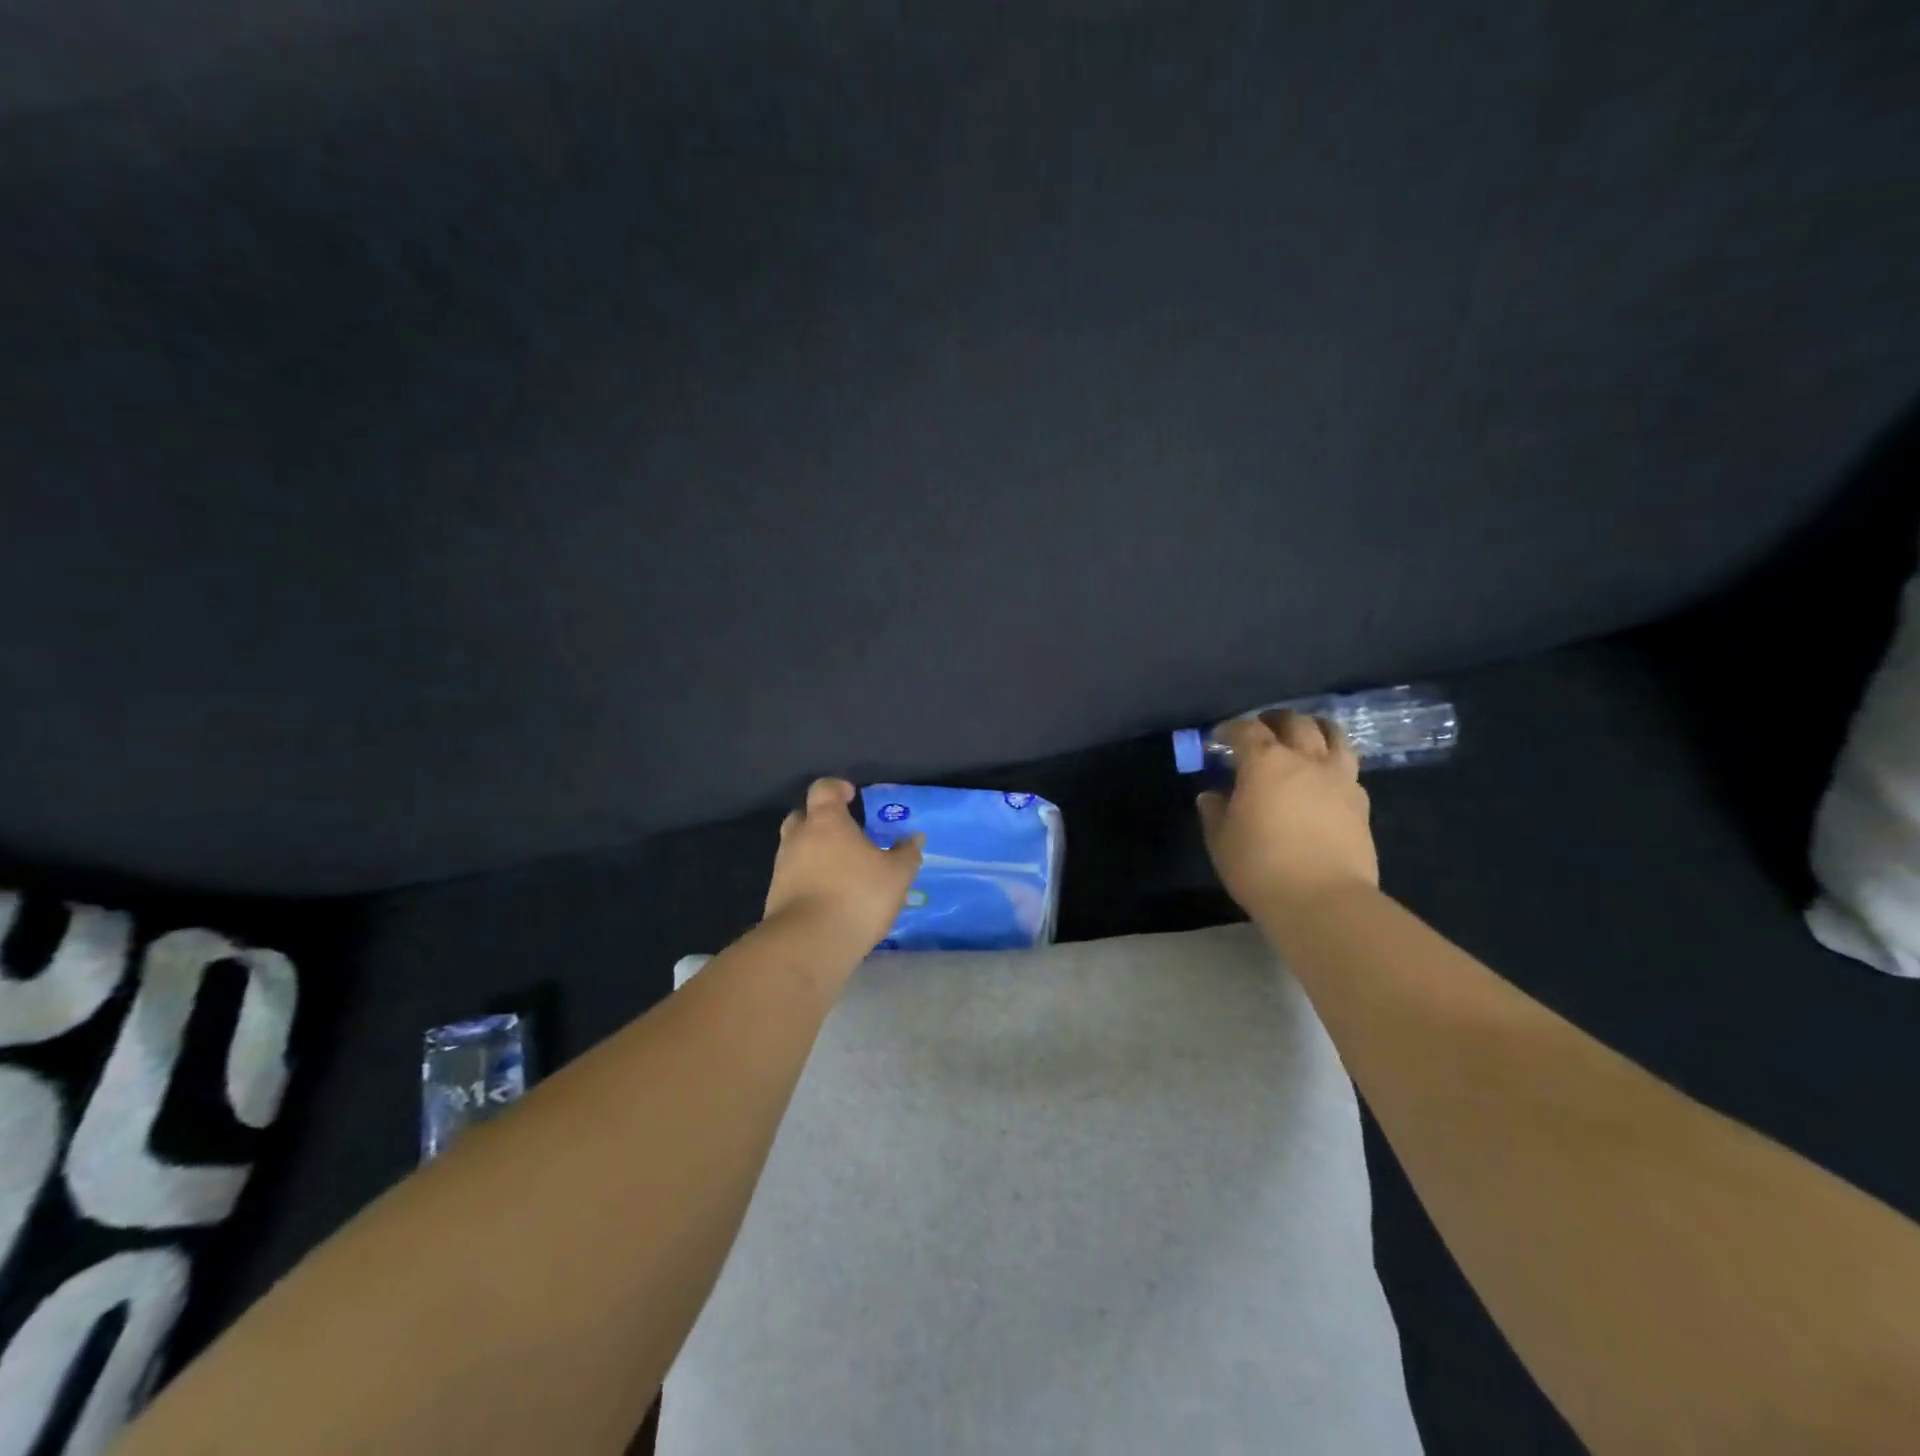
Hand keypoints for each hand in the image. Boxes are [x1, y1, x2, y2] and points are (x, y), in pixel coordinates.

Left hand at [763, 778, 923, 956]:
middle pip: (803, 816)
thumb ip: (906, 853)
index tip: (852, 796)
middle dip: (820, 819)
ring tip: (840, 868)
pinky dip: (808, 878)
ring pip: (796, 847)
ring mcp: (782, 867)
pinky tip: (829, 894)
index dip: (837, 788)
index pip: (824, 789)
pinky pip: (793, 876)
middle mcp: (798, 838)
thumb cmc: (856, 896)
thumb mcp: (896, 875)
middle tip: (844, 832)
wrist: (809, 944)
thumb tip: (914, 838)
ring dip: (814, 851)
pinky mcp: (776, 896)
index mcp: (826, 822)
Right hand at [1196, 711, 1377, 916]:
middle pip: (1295, 723)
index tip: (1219, 737)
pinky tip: (1324, 777)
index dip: (1231, 729)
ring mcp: (1339, 779)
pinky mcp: (1361, 802)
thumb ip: (1215, 812)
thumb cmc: (1260, 866)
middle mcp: (1306, 760)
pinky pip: (1348, 767)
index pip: (1247, 730)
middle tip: (1261, 730)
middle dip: (1274, 720)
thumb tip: (1212, 796)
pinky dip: (1333, 762)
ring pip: (1333, 735)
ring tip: (1303, 738)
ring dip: (1314, 729)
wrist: (1323, 900)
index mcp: (1265, 763)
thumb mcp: (1222, 840)